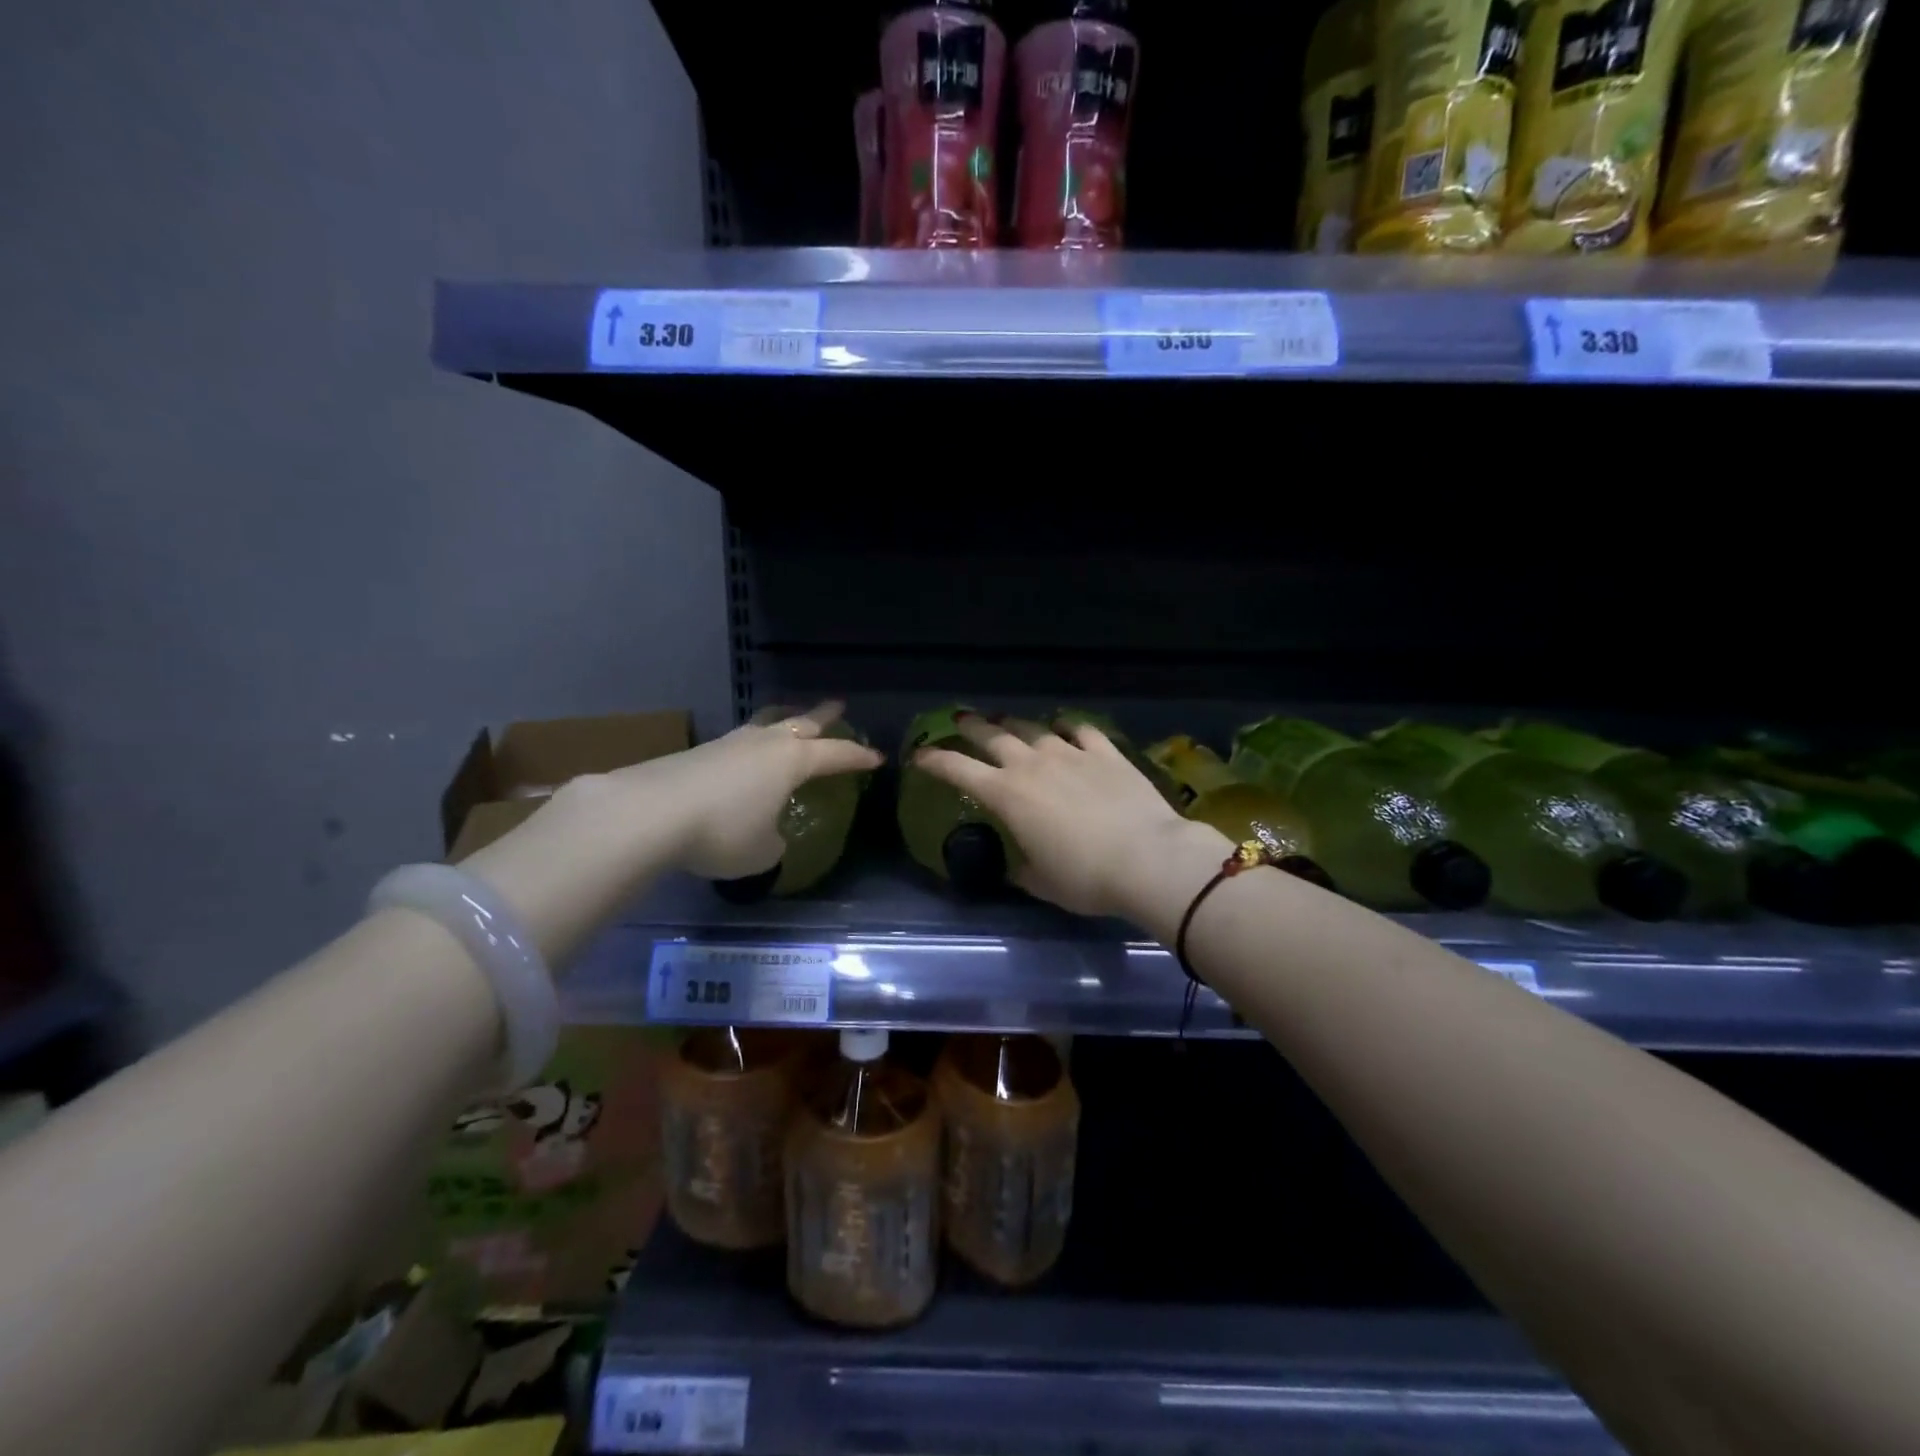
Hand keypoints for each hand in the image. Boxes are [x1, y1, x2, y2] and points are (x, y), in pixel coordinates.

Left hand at [608, 702, 881, 879]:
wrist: (651, 813)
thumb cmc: (723, 832)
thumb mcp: (762, 851)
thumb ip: (775, 842)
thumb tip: (770, 836)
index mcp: (792, 762)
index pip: (836, 755)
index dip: (858, 756)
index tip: (877, 757)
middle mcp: (764, 744)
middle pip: (801, 722)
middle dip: (823, 715)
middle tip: (838, 705)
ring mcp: (729, 743)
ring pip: (766, 724)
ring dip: (783, 721)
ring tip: (789, 721)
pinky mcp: (698, 752)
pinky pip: (737, 743)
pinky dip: (751, 746)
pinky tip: (744, 758)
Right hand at [913, 714, 1223, 918]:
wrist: (1148, 858)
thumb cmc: (1086, 878)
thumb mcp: (1042, 882)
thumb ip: (1022, 868)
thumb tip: (1017, 864)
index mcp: (1007, 795)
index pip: (959, 770)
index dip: (935, 760)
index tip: (920, 755)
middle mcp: (1032, 765)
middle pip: (993, 736)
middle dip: (972, 727)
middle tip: (961, 719)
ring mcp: (1070, 753)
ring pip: (1033, 728)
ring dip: (1015, 724)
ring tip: (1007, 721)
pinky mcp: (1106, 752)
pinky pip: (1081, 730)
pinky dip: (1067, 726)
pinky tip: (1065, 726)